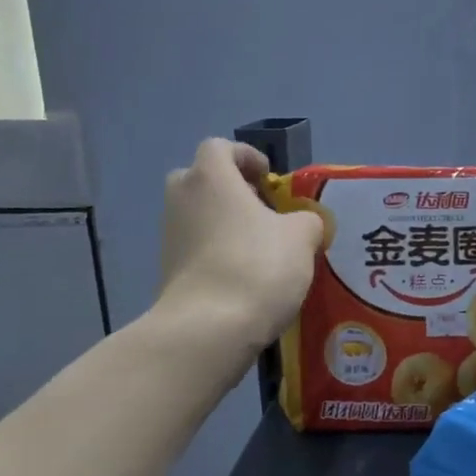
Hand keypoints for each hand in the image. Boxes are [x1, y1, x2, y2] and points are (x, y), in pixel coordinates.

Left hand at [157, 139, 323, 351]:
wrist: (210, 328)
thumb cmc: (257, 266)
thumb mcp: (301, 237)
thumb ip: (306, 220)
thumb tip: (302, 223)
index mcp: (211, 177)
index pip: (220, 147)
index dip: (247, 157)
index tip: (271, 180)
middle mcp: (183, 199)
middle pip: (203, 179)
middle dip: (232, 190)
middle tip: (264, 212)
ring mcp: (170, 236)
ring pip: (200, 216)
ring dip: (226, 225)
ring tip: (262, 250)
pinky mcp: (169, 271)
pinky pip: (197, 249)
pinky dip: (218, 254)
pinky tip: (246, 278)